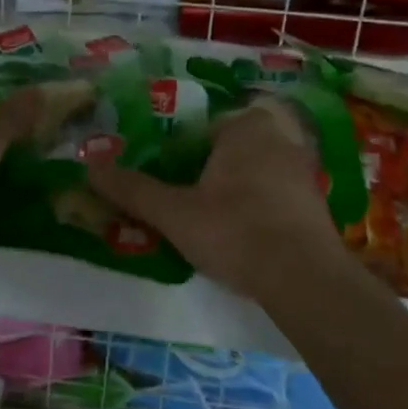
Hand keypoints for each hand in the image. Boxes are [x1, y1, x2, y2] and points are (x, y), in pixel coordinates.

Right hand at [86, 100, 347, 299]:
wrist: (305, 280)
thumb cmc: (235, 231)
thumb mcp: (174, 212)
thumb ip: (132, 189)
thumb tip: (89, 166)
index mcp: (245, 128)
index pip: (205, 128)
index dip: (183, 154)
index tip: (172, 182)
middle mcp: (280, 139)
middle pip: (231, 150)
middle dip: (210, 172)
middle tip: (188, 203)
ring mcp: (304, 172)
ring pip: (256, 173)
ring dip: (236, 191)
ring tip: (214, 225)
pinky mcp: (318, 205)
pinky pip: (278, 197)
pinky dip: (261, 210)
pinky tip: (247, 240)